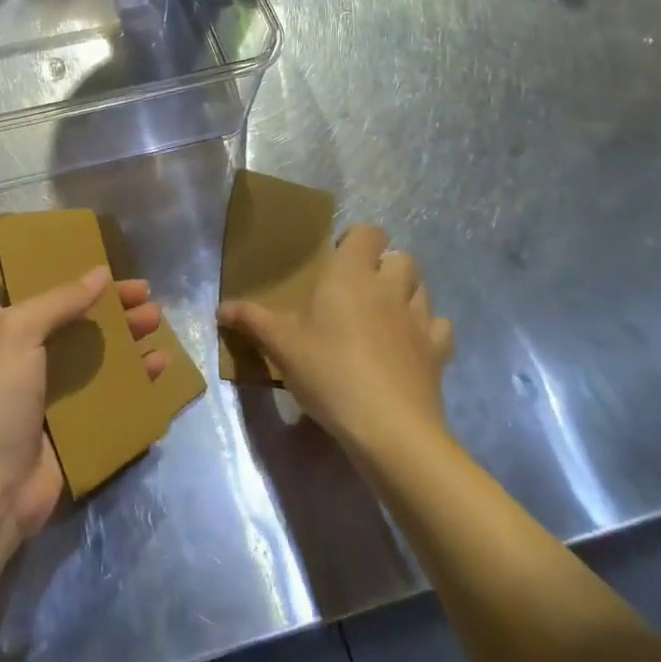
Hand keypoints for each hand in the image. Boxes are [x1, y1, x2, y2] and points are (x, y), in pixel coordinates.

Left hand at [0, 268, 167, 543]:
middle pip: (83, 326)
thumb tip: (101, 272)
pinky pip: (110, 398)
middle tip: (153, 306)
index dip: (88, 284)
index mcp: (8, 329)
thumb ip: (61, 300)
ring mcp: (53, 397)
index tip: (123, 278)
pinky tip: (158, 371)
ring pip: (100, 361)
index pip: (55, 295)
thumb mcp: (18, 332)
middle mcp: (29, 359)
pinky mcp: (73, 430)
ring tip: (160, 331)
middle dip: (117, 314)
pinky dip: (134, 383)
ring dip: (129, 345)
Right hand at [217, 224, 453, 464]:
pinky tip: (410, 345)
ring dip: (407, 293)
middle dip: (385, 265)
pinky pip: (440, 328)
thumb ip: (252, 320)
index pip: (369, 232)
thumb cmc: (329, 373)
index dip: (357, 240)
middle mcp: (389, 287)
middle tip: (359, 289)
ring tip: (384, 315)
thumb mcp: (281, 346)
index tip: (338, 259)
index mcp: (351, 275)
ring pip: (422, 289)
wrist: (390, 428)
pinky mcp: (438, 352)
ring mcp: (419, 319)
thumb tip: (220, 308)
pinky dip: (428, 330)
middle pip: (402, 257)